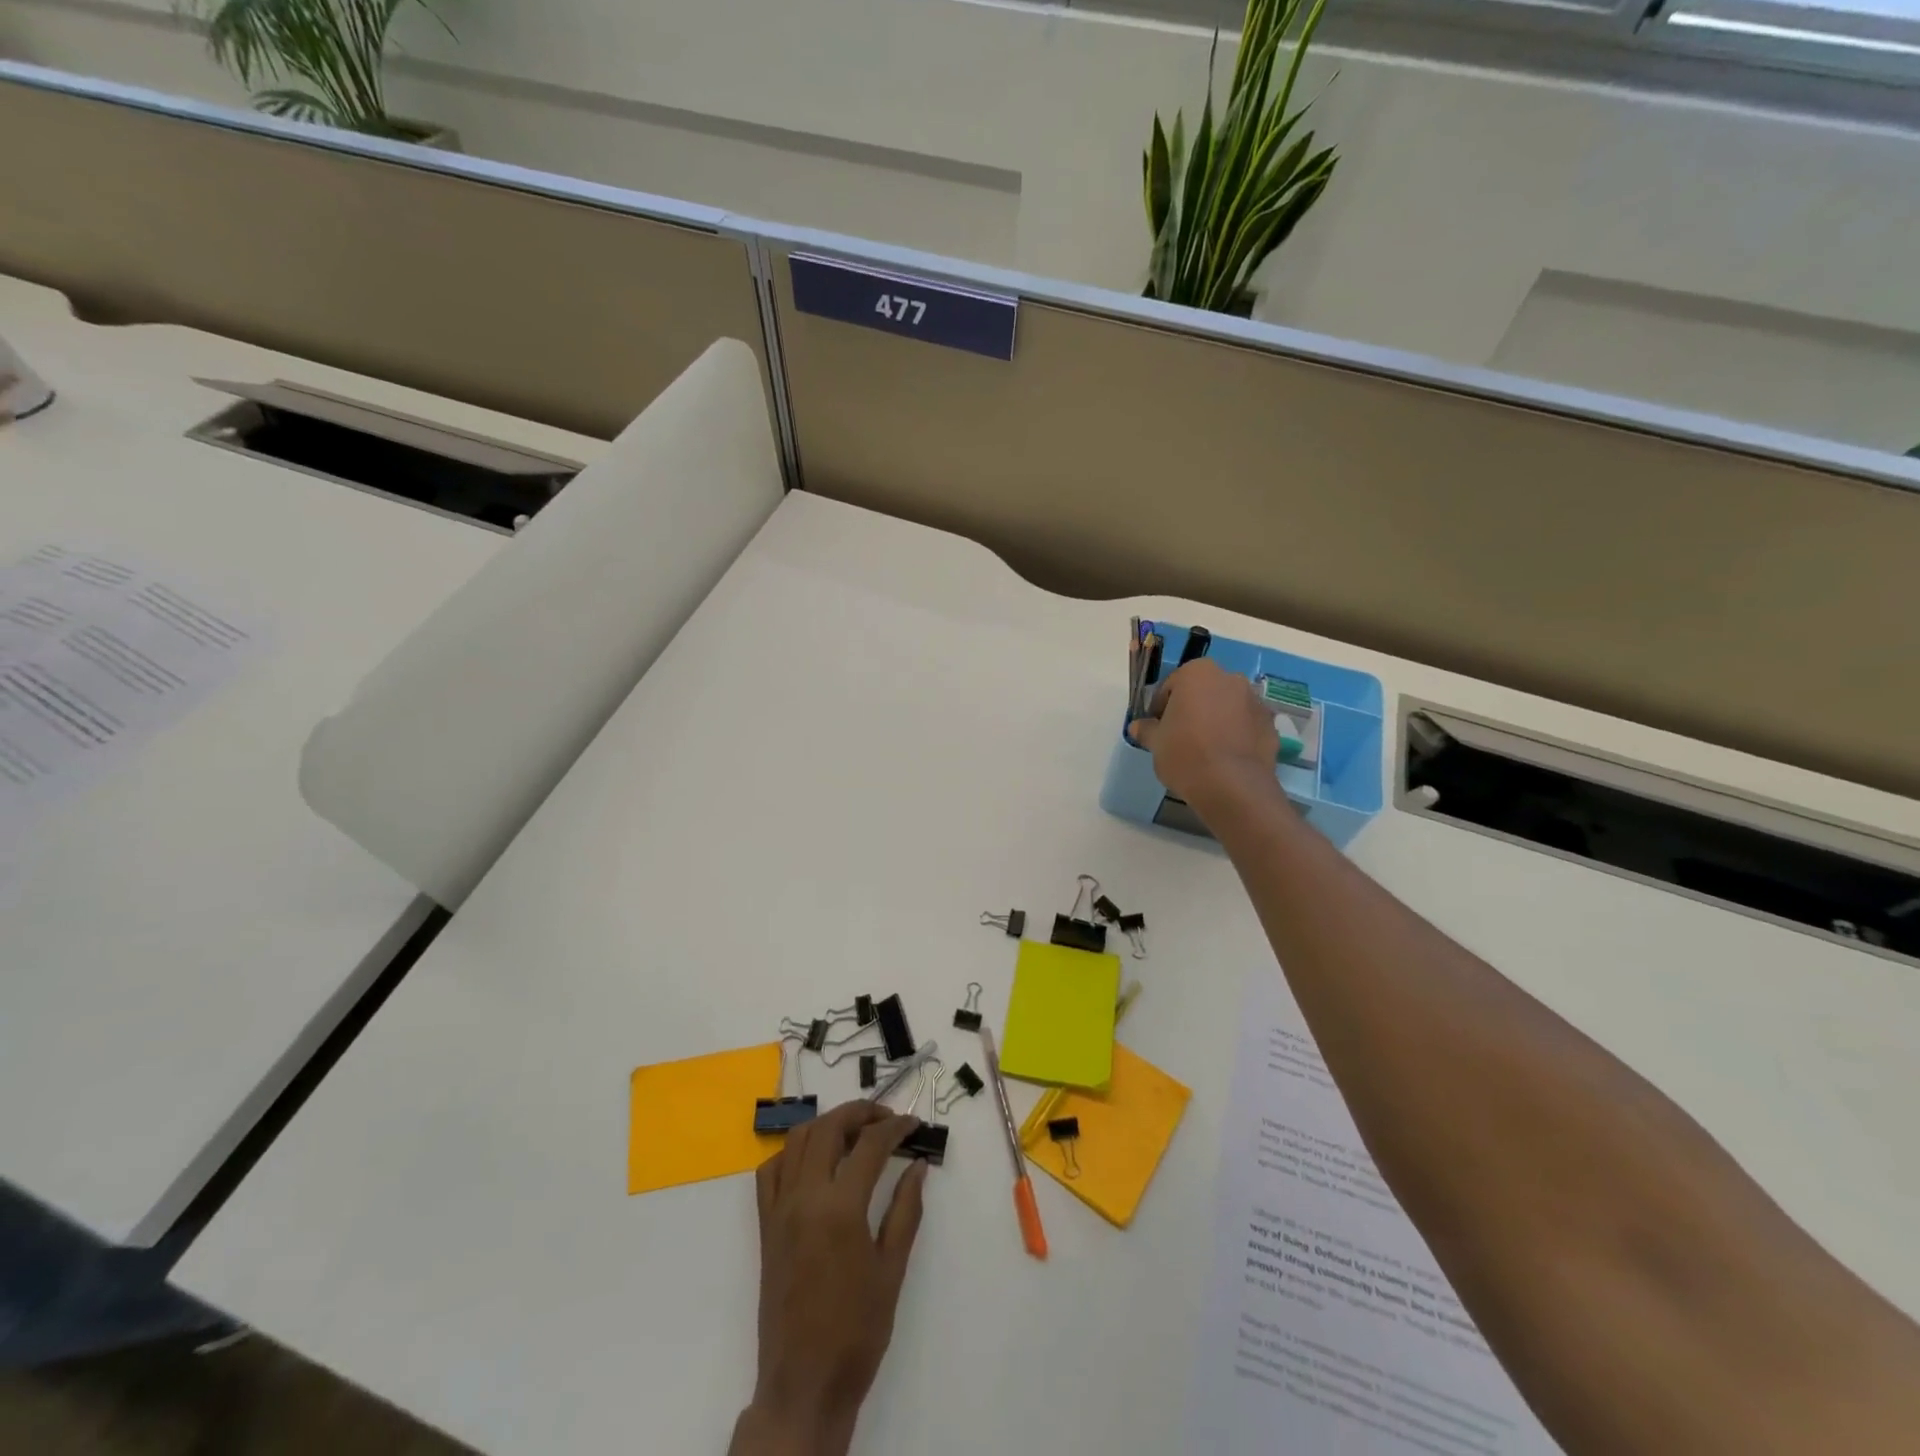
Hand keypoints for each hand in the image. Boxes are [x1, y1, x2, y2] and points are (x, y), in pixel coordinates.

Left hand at [731, 1101, 928, 1455]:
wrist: (804, 1384)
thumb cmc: (857, 1331)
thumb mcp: (892, 1269)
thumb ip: (906, 1210)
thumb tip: (918, 1166)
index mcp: (840, 1208)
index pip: (870, 1144)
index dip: (895, 1128)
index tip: (913, 1124)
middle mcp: (805, 1197)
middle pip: (828, 1127)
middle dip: (859, 1112)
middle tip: (886, 1118)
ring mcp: (780, 1209)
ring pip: (797, 1140)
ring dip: (827, 1124)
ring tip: (853, 1132)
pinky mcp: (765, 1226)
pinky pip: (770, 1171)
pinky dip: (792, 1153)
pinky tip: (814, 1162)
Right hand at [1127, 660, 1286, 818]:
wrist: (1231, 786)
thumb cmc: (1185, 754)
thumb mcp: (1155, 743)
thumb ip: (1147, 729)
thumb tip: (1138, 727)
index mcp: (1198, 674)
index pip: (1171, 685)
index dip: (1161, 707)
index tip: (1156, 727)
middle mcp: (1231, 679)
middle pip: (1203, 692)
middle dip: (1192, 709)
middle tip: (1180, 736)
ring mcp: (1255, 702)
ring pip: (1227, 707)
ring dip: (1216, 720)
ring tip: (1205, 749)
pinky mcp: (1271, 726)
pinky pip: (1246, 726)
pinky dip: (1236, 735)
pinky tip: (1225, 758)